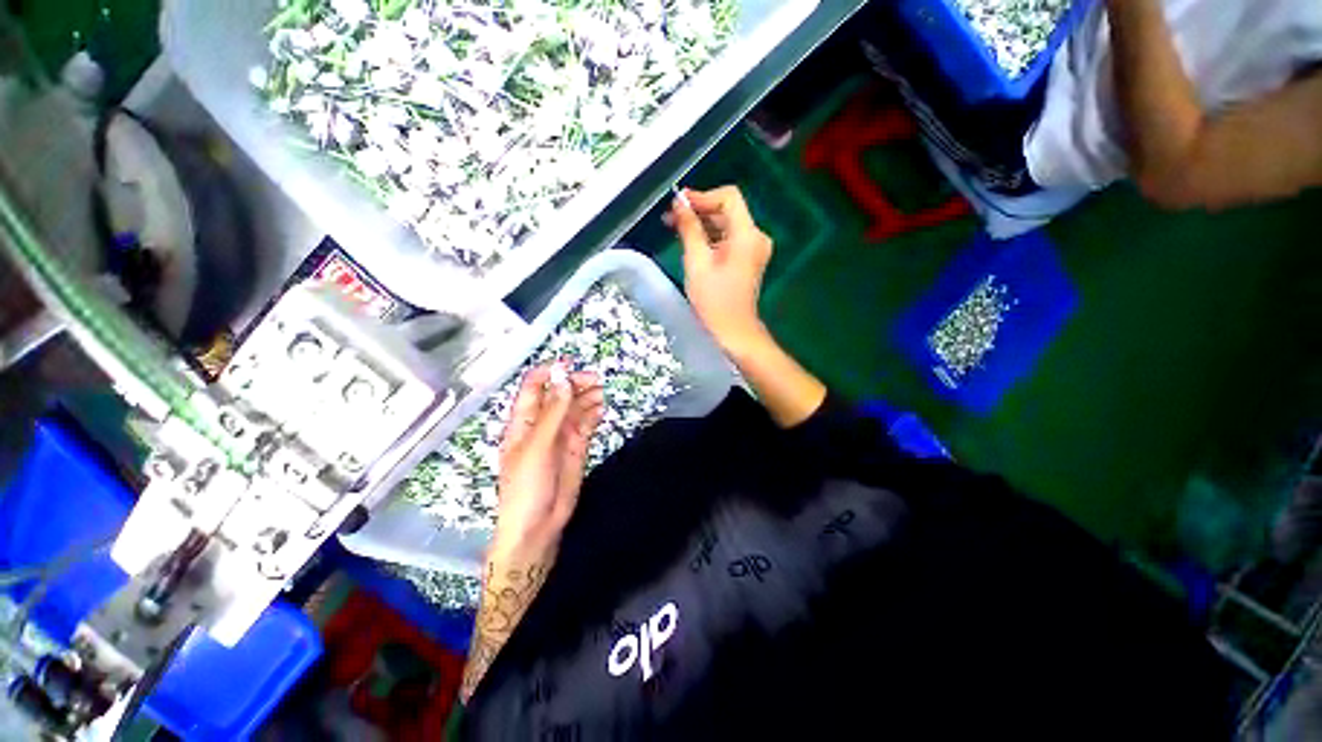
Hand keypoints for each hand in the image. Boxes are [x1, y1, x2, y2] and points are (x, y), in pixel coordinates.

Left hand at [493, 365, 604, 559]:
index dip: (550, 373)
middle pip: (559, 395)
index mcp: (523, 421)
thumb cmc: (526, 486)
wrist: (537, 527)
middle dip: (574, 384)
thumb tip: (564, 379)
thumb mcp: (537, 446)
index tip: (570, 364)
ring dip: (586, 397)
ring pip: (574, 408)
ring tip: (601, 391)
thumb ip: (553, 413)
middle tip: (595, 380)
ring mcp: (560, 436)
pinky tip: (601, 408)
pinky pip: (585, 424)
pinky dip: (593, 414)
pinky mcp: (575, 447)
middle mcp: (542, 424)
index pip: (533, 387)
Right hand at [668, 186, 773, 355]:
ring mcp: (754, 249)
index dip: (703, 196)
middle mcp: (755, 237)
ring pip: (726, 225)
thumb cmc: (714, 300)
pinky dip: (710, 238)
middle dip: (699, 211)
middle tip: (671, 217)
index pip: (728, 198)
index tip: (678, 203)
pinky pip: (728, 239)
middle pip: (728, 210)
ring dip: (702, 224)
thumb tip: (679, 203)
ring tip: (675, 229)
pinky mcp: (748, 259)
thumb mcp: (697, 262)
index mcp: (747, 235)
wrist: (733, 331)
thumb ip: (689, 228)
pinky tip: (691, 243)